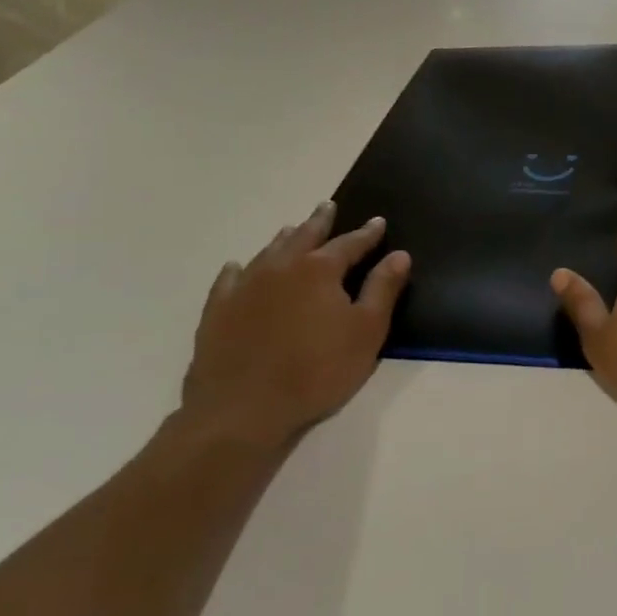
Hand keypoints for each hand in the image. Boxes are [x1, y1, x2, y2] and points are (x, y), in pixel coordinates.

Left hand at [180, 202, 410, 452]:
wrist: (243, 409)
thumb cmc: (317, 370)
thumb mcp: (366, 331)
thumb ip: (383, 289)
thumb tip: (399, 255)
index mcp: (319, 270)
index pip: (350, 244)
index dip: (367, 234)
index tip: (378, 223)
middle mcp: (280, 268)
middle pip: (304, 236)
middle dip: (319, 222)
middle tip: (327, 206)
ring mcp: (244, 288)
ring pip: (268, 252)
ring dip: (284, 239)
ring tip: (292, 230)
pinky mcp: (217, 312)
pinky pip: (228, 280)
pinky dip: (238, 269)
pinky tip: (238, 267)